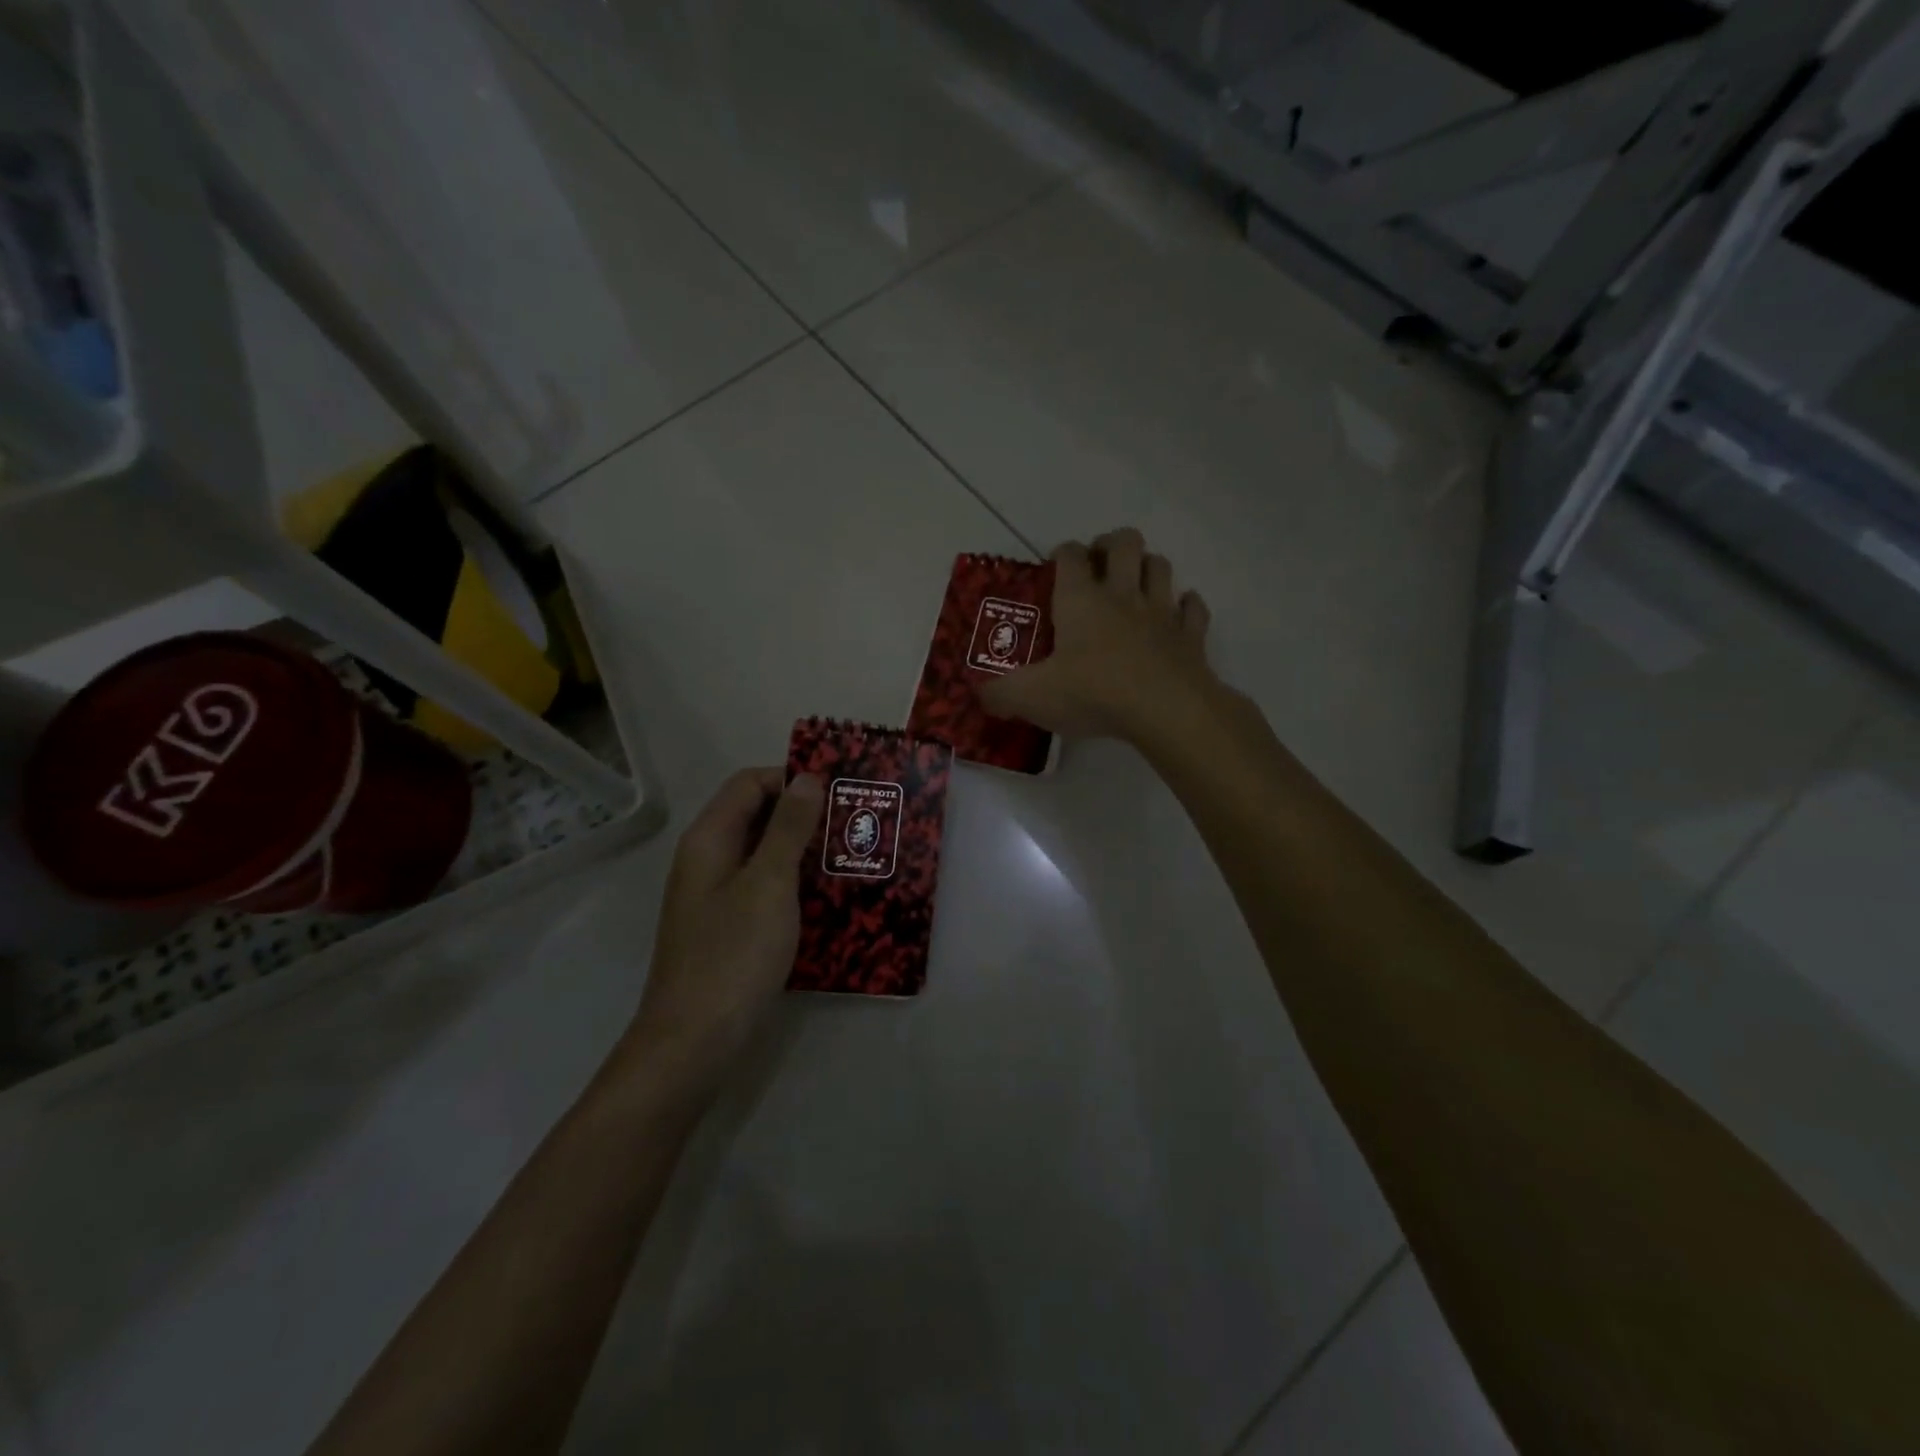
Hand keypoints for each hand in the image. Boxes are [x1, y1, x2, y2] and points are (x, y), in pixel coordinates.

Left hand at [618, 768, 824, 1106]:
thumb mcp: (769, 884)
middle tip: (854, 822)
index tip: (838, 790)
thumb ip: (788, 828)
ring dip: (804, 850)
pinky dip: (796, 883)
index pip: (749, 784)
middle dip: (804, 813)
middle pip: (756, 816)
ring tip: (852, 855)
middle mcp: (709, 860)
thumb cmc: (733, 955)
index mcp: (710, 840)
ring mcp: (717, 896)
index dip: (790, 778)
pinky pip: (766, 888)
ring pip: (765, 854)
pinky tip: (831, 896)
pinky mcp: (730, 927)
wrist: (694, 1042)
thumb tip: (808, 778)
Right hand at [979, 528, 1221, 744]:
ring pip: (1161, 566)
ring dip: (1149, 567)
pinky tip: (1178, 614)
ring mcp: (1162, 612)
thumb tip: (979, 694)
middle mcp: (1122, 595)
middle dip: (1111, 544)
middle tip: (1100, 564)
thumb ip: (1000, 694)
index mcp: (1081, 600)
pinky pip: (1193, 608)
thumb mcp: (1032, 697)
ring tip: (1136, 583)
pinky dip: (1186, 606)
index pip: (1070, 556)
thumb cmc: (1094, 693)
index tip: (1056, 566)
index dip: (1062, 554)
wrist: (1166, 710)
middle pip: (1124, 543)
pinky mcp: (1191, 636)